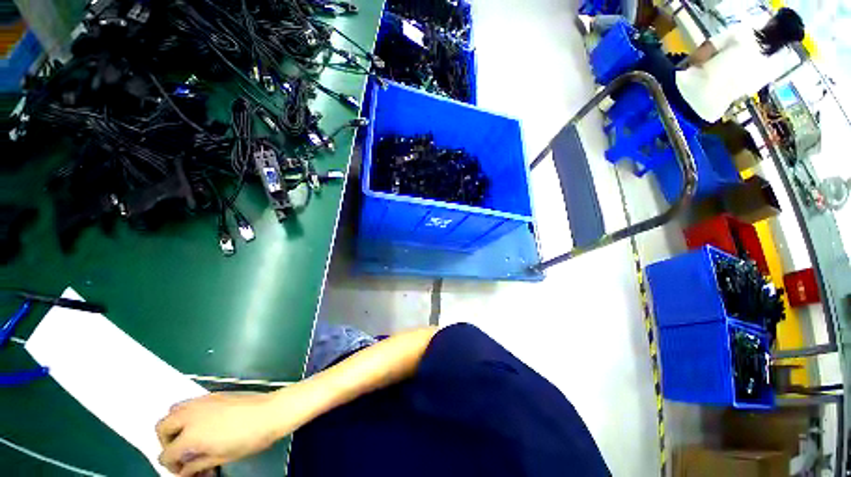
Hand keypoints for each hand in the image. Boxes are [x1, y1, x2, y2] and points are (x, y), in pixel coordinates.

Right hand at [156, 392, 285, 475]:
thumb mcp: (221, 457)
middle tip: (181, 452)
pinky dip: (187, 414)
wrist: (272, 411)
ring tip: (189, 437)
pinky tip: (203, 424)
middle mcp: (191, 414)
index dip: (171, 467)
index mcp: (191, 434)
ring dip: (174, 425)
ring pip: (173, 410)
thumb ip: (197, 464)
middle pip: (162, 426)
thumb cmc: (250, 438)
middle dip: (166, 442)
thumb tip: (184, 471)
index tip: (183, 470)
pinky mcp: (214, 394)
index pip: (166, 454)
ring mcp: (203, 401)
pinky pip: (190, 403)